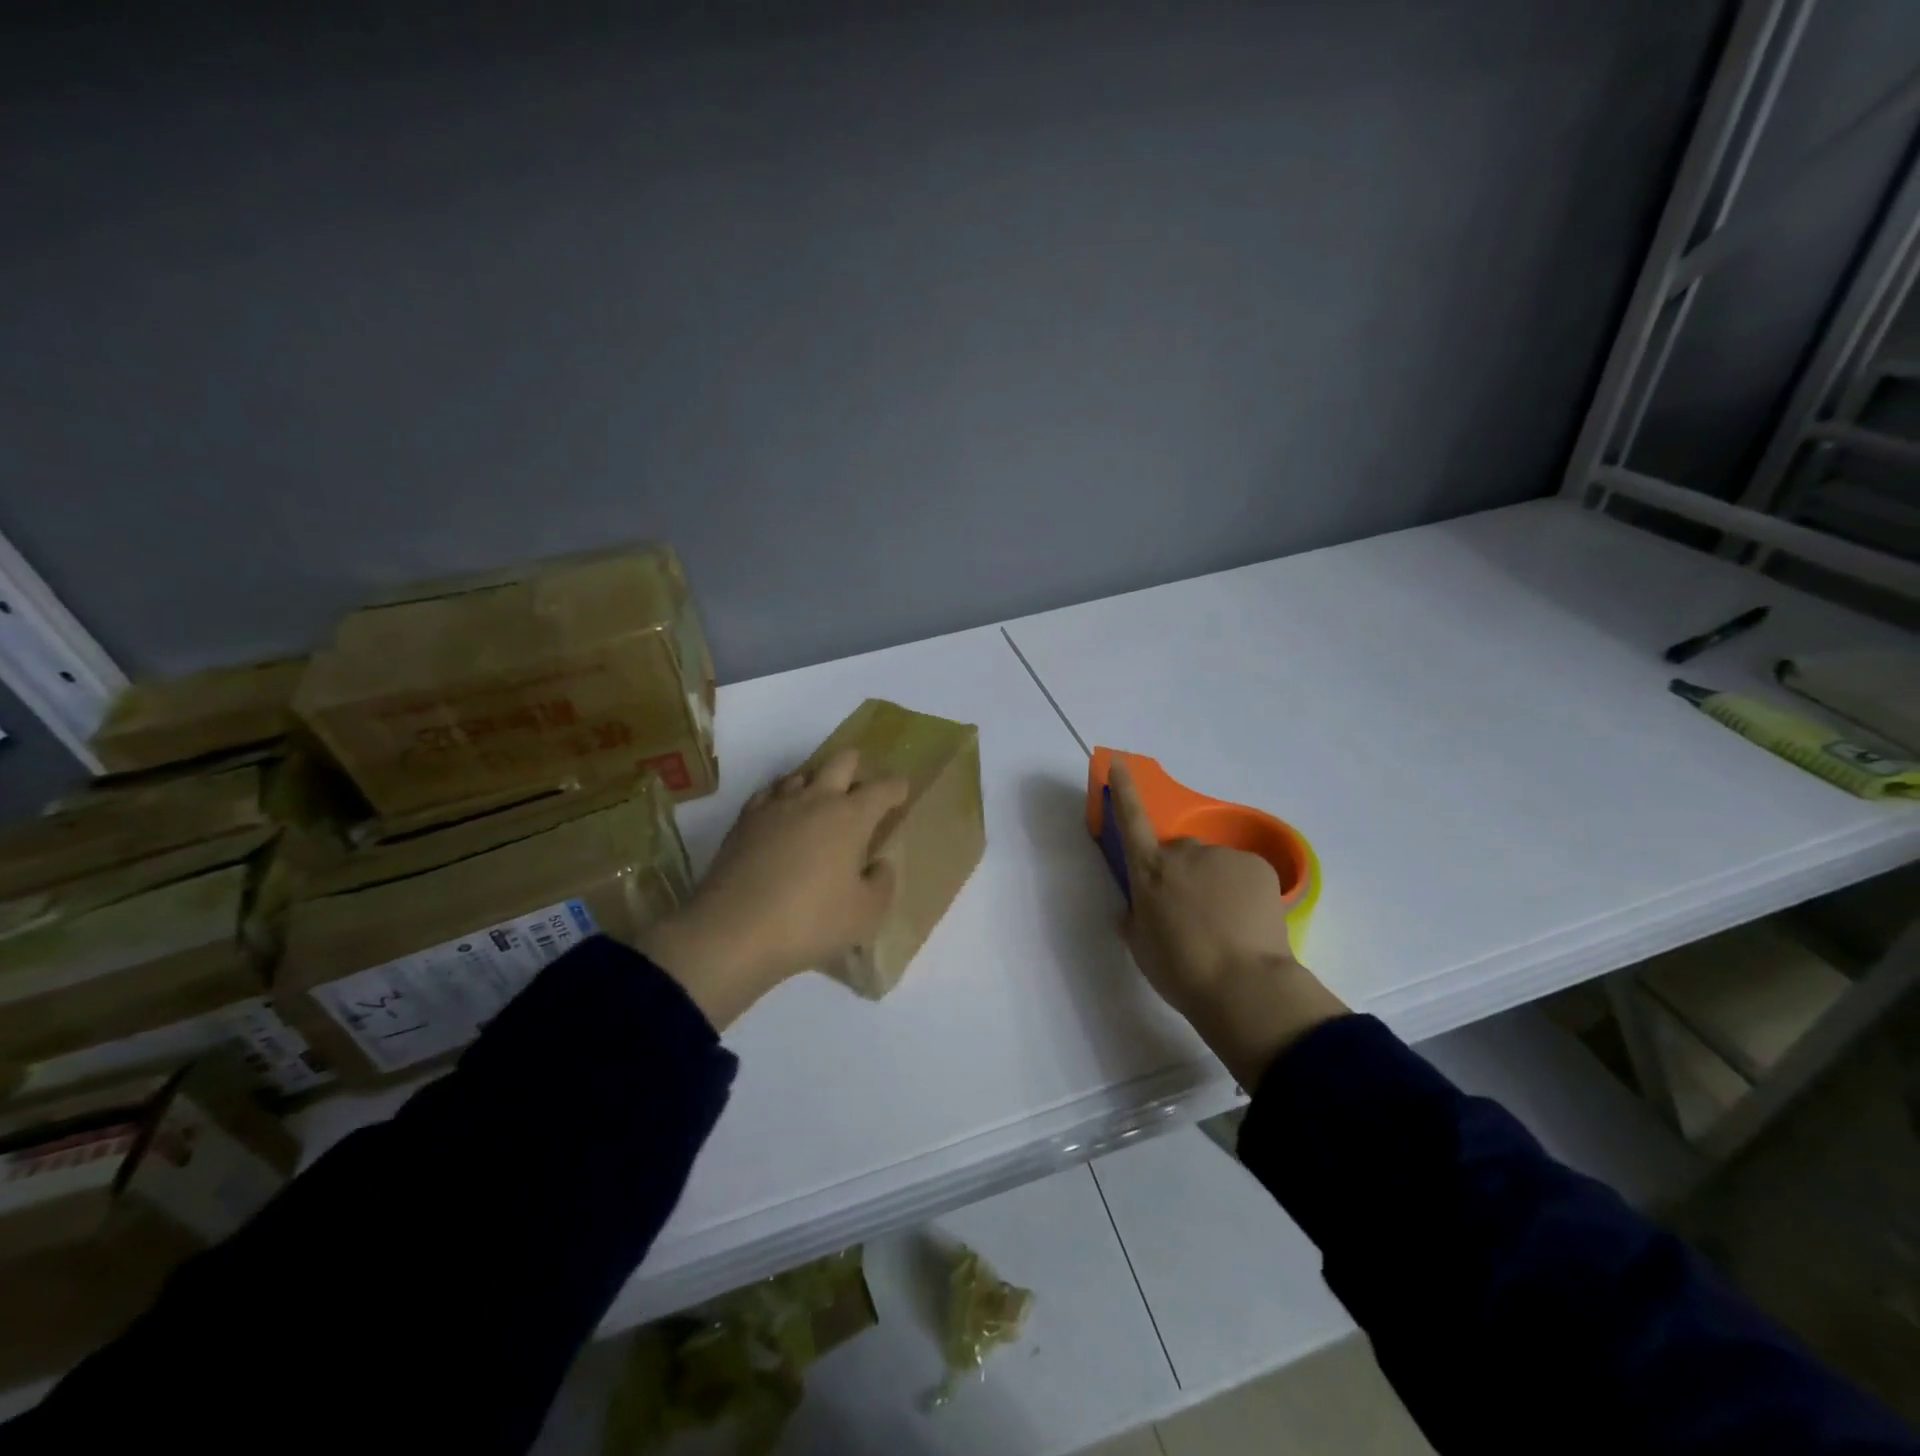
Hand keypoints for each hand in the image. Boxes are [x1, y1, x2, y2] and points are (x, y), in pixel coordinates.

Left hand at [637, 750, 908, 1028]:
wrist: (733, 931)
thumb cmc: (811, 922)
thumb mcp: (865, 915)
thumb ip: (882, 884)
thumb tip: (880, 864)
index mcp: (850, 817)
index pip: (882, 789)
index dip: (896, 788)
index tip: (902, 790)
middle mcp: (815, 800)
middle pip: (840, 762)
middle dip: (856, 766)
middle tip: (861, 783)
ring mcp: (775, 807)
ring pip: (801, 775)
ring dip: (816, 782)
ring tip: (821, 801)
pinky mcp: (744, 821)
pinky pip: (769, 794)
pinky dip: (781, 798)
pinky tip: (781, 816)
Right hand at [1110, 759, 1346, 1087]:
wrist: (1242, 985)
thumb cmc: (1180, 970)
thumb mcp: (1141, 946)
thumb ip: (1136, 918)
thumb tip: (1139, 910)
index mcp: (1148, 871)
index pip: (1131, 820)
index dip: (1125, 789)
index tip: (1121, 762)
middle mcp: (1183, 853)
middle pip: (1180, 854)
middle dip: (1185, 875)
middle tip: (1195, 915)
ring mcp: (1221, 856)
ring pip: (1215, 866)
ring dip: (1216, 885)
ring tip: (1226, 926)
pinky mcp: (1256, 865)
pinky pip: (1243, 873)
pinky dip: (1244, 892)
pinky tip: (1249, 922)